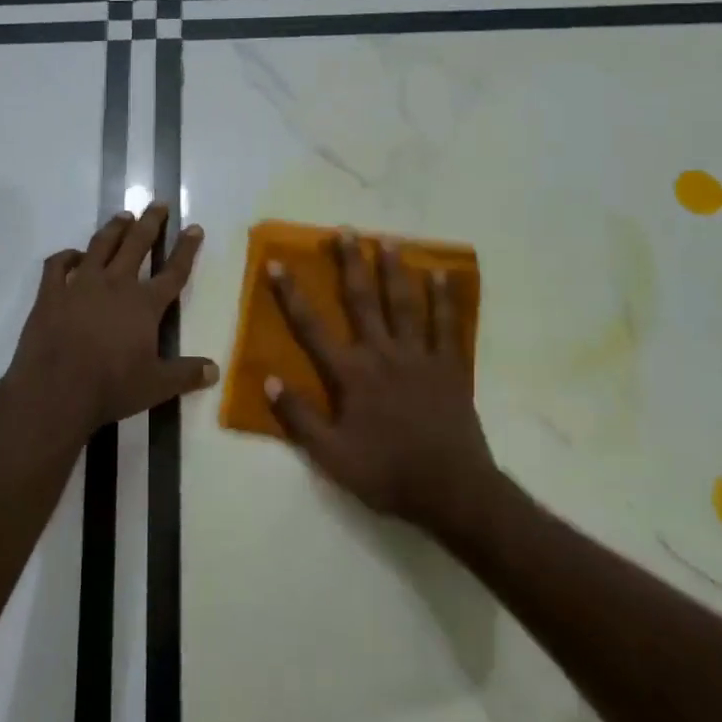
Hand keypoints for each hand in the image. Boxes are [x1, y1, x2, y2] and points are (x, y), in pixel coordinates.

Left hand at [5, 203, 217, 435]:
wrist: (55, 390)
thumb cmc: (111, 387)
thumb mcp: (156, 386)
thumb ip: (186, 374)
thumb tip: (216, 370)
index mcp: (144, 304)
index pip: (173, 271)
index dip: (186, 249)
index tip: (194, 227)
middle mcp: (115, 285)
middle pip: (136, 245)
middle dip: (150, 222)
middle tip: (158, 203)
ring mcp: (80, 285)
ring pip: (100, 245)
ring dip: (114, 229)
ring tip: (123, 216)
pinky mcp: (50, 293)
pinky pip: (58, 265)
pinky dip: (67, 256)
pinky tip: (74, 255)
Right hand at [266, 232, 497, 535]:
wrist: (451, 490)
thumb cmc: (386, 472)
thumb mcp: (330, 455)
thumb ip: (299, 417)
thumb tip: (269, 379)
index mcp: (351, 374)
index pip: (312, 327)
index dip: (291, 295)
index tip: (277, 263)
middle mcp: (382, 354)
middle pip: (362, 301)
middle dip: (350, 264)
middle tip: (345, 231)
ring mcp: (419, 357)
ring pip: (404, 303)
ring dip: (394, 270)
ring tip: (388, 240)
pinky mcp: (450, 366)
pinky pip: (446, 325)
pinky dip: (443, 298)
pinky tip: (441, 274)